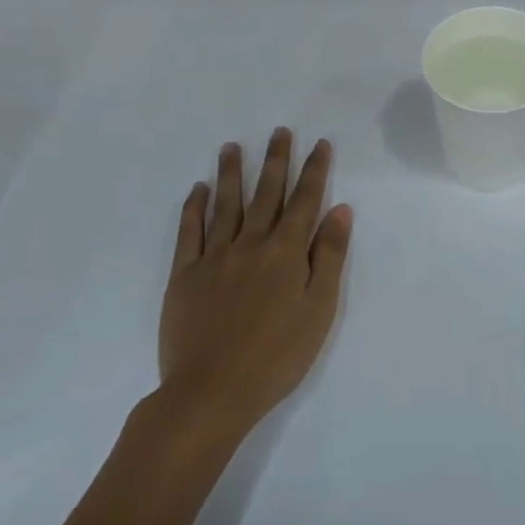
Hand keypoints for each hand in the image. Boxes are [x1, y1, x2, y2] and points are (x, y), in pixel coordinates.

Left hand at [157, 128, 352, 436]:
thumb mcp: (319, 309)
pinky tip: (198, 189)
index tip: (319, 143)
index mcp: (286, 252)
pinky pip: (189, 232)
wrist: (211, 393)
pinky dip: (194, 207)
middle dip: (276, 160)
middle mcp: (250, 244)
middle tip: (279, 131)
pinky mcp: (184, 275)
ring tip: (232, 146)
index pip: (304, 200)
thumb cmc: (277, 356)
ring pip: (225, 204)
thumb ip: (329, 256)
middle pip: (266, 193)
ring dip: (231, 173)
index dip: (314, 170)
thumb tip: (339, 209)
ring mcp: (214, 257)